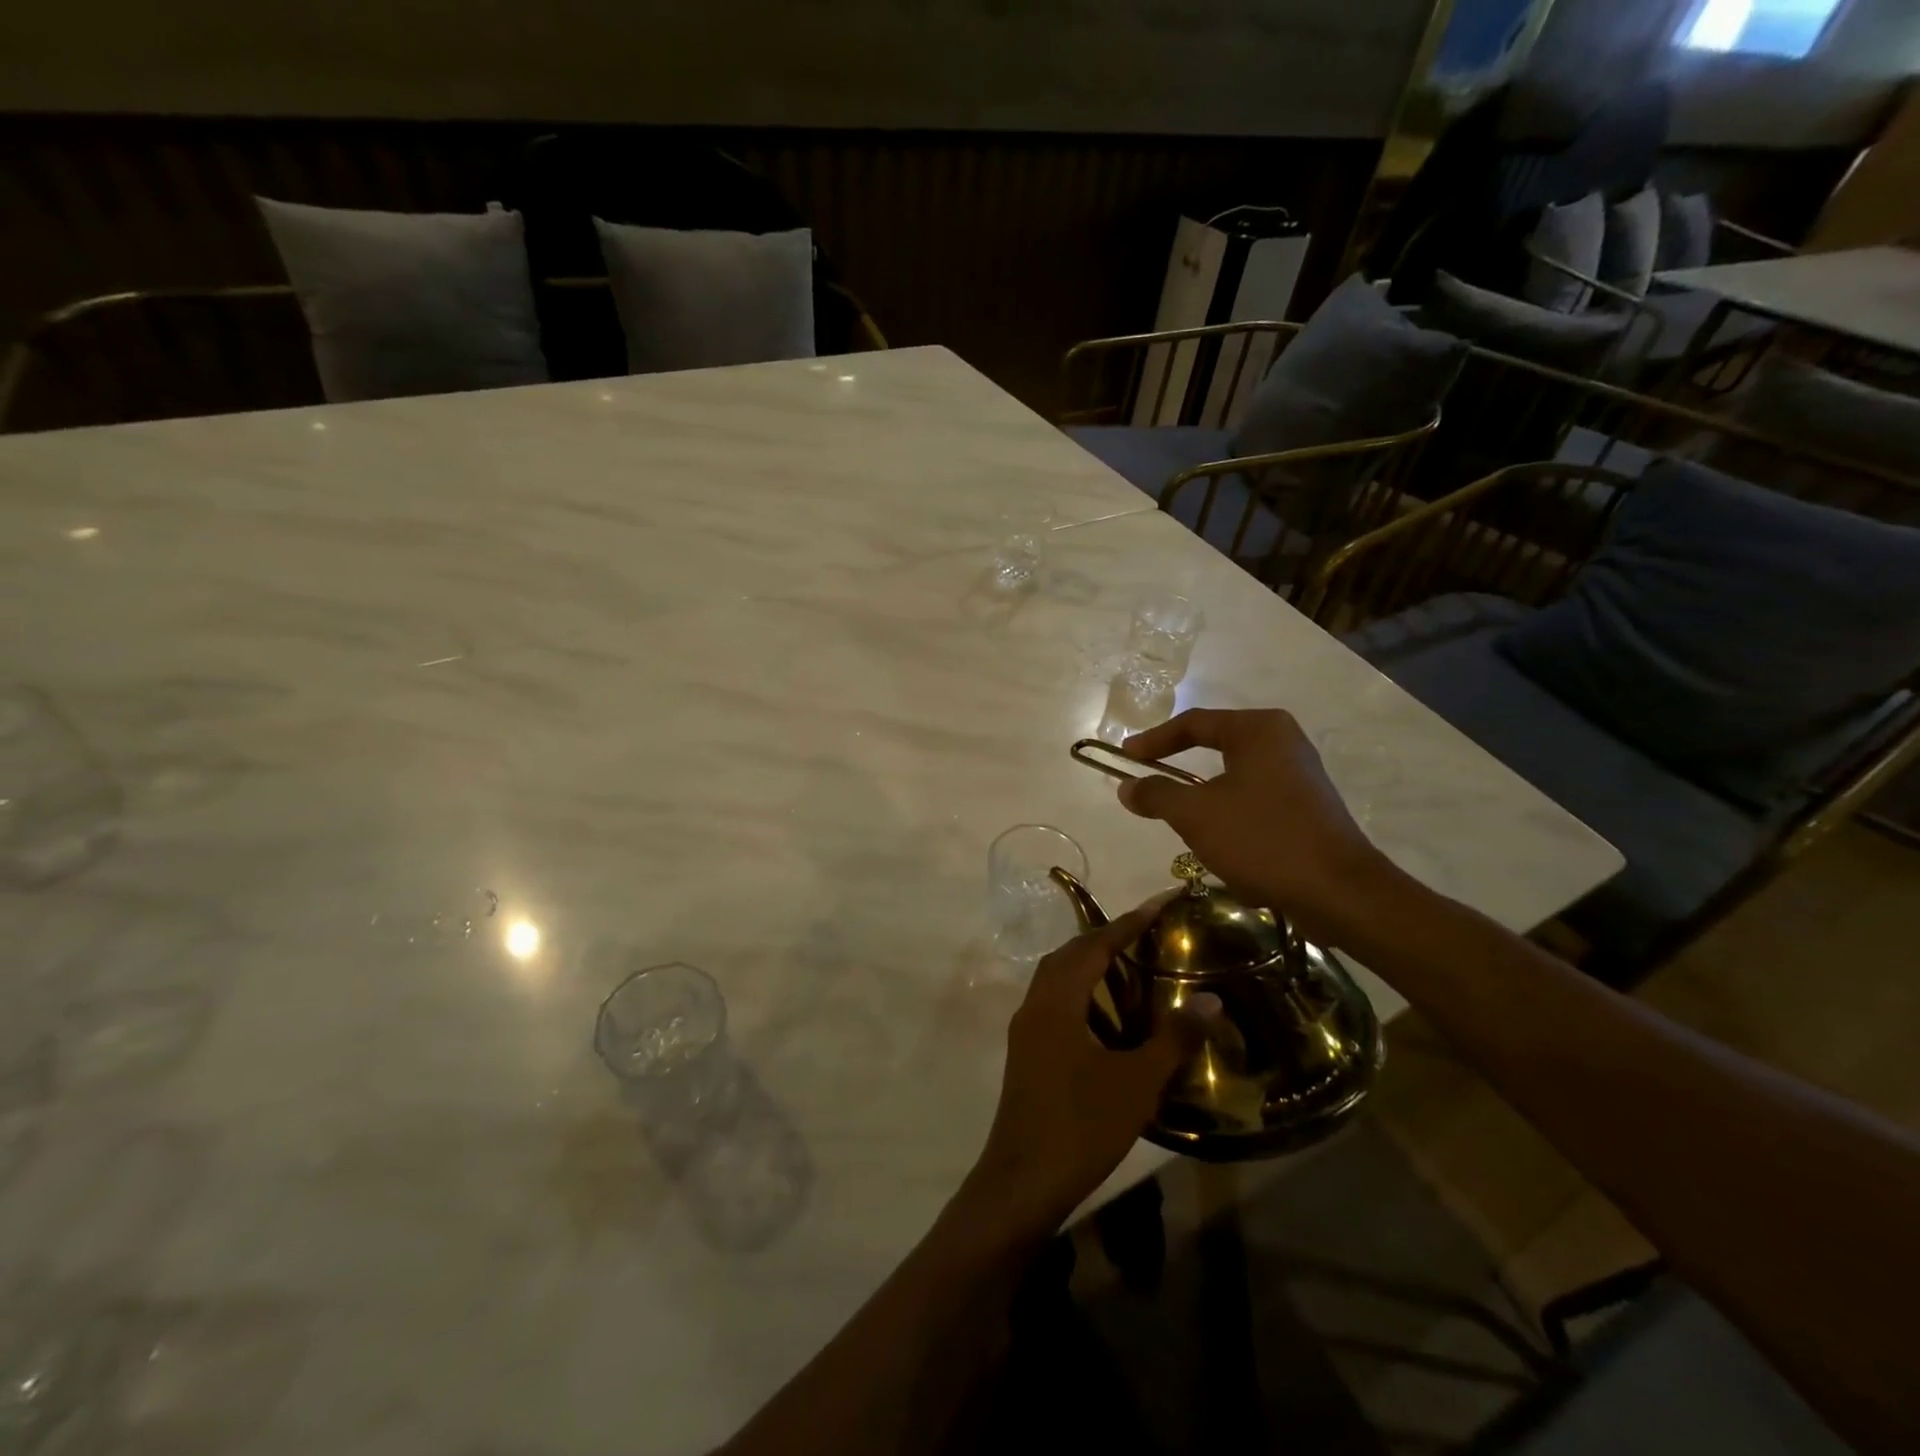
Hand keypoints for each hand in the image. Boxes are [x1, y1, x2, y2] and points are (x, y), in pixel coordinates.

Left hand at [961, 903, 1189, 1238]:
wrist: (1024, 1180)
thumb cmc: (1082, 1126)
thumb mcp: (1136, 1082)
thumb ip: (1173, 1038)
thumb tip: (1210, 999)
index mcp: (1057, 1001)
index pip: (1094, 945)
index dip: (1127, 923)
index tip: (1158, 904)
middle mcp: (1035, 1004)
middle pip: (1069, 954)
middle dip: (1105, 938)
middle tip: (1146, 934)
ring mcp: (1026, 1029)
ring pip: (1056, 978)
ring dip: (1088, 964)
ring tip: (1129, 966)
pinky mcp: (1025, 1052)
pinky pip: (1053, 1001)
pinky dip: (1079, 992)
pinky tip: (1105, 1016)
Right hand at [1116, 708, 1394, 942]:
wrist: (1338, 892)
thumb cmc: (1262, 839)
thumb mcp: (1196, 815)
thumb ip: (1156, 794)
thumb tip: (1126, 786)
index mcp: (1258, 730)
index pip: (1193, 723)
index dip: (1153, 740)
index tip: (1124, 758)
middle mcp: (1283, 741)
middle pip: (1215, 744)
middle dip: (1177, 763)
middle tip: (1145, 777)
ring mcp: (1299, 774)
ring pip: (1233, 774)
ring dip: (1201, 791)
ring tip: (1173, 811)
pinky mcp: (1306, 806)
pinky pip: (1253, 797)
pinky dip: (1226, 809)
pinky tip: (1215, 837)